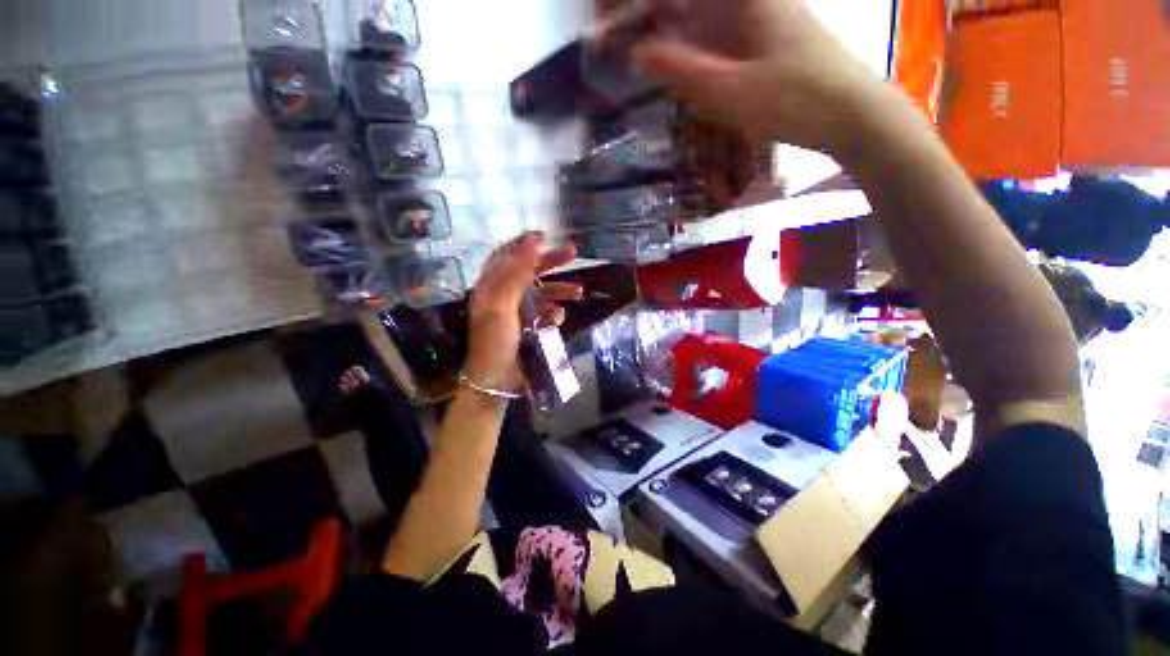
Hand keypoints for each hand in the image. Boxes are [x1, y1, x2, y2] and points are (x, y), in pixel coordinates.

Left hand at [463, 232, 579, 393]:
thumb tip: (531, 242)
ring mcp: (517, 312)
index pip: (506, 256)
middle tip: (573, 252)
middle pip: (528, 271)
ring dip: (559, 290)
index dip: (523, 244)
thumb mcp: (502, 306)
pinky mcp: (528, 327)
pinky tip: (558, 318)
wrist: (496, 381)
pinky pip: (545, 313)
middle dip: (550, 262)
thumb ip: (516, 274)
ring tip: (578, 291)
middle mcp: (503, 296)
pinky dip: (553, 313)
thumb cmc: (495, 342)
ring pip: (541, 293)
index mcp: (491, 287)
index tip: (544, 235)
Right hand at [617, 0, 892, 154]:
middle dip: (652, 17)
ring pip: (704, 17)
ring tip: (643, 56)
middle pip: (691, 4)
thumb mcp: (731, 91)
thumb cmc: (796, 100)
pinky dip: (695, 47)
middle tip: (622, 44)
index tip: (610, 22)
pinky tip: (683, 66)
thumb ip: (682, 70)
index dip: (643, 6)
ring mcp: (761, 18)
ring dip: (672, 35)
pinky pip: (719, 33)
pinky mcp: (766, 39)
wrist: (854, 114)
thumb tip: (637, 53)